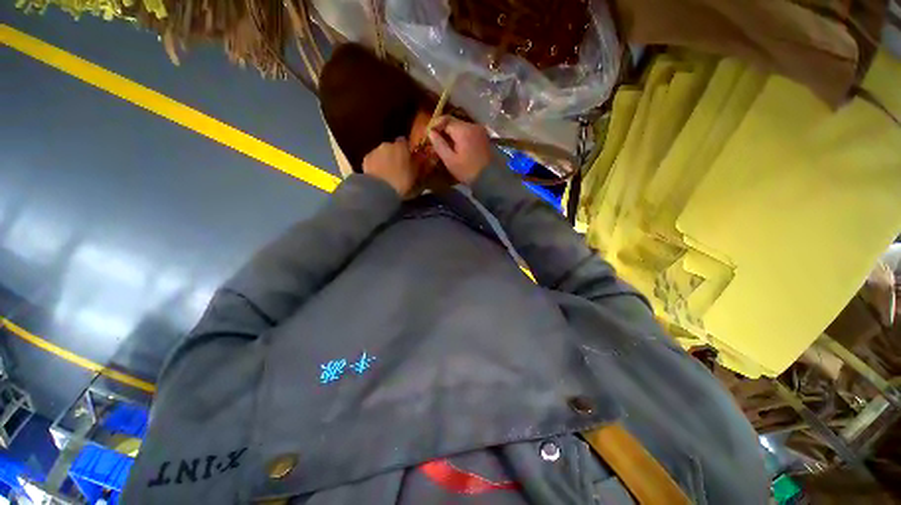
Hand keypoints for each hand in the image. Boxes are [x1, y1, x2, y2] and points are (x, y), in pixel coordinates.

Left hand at [362, 137, 415, 196]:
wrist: (380, 190)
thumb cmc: (402, 182)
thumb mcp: (416, 175)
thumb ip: (419, 164)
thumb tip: (423, 157)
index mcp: (401, 147)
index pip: (405, 142)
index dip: (406, 150)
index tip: (409, 159)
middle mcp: (387, 145)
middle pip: (392, 147)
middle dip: (395, 155)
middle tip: (399, 168)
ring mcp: (374, 151)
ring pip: (381, 154)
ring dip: (385, 161)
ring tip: (388, 174)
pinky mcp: (365, 159)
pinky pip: (373, 161)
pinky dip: (376, 166)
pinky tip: (379, 176)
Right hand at [427, 116, 490, 184]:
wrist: (490, 178)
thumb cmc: (467, 171)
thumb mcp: (450, 160)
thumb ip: (439, 144)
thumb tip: (430, 132)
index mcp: (463, 130)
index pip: (445, 119)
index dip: (435, 124)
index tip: (428, 133)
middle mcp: (473, 125)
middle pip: (454, 122)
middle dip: (444, 129)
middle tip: (436, 139)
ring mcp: (480, 130)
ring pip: (462, 127)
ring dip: (452, 133)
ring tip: (446, 143)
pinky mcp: (484, 137)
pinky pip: (469, 132)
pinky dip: (461, 136)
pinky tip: (458, 146)